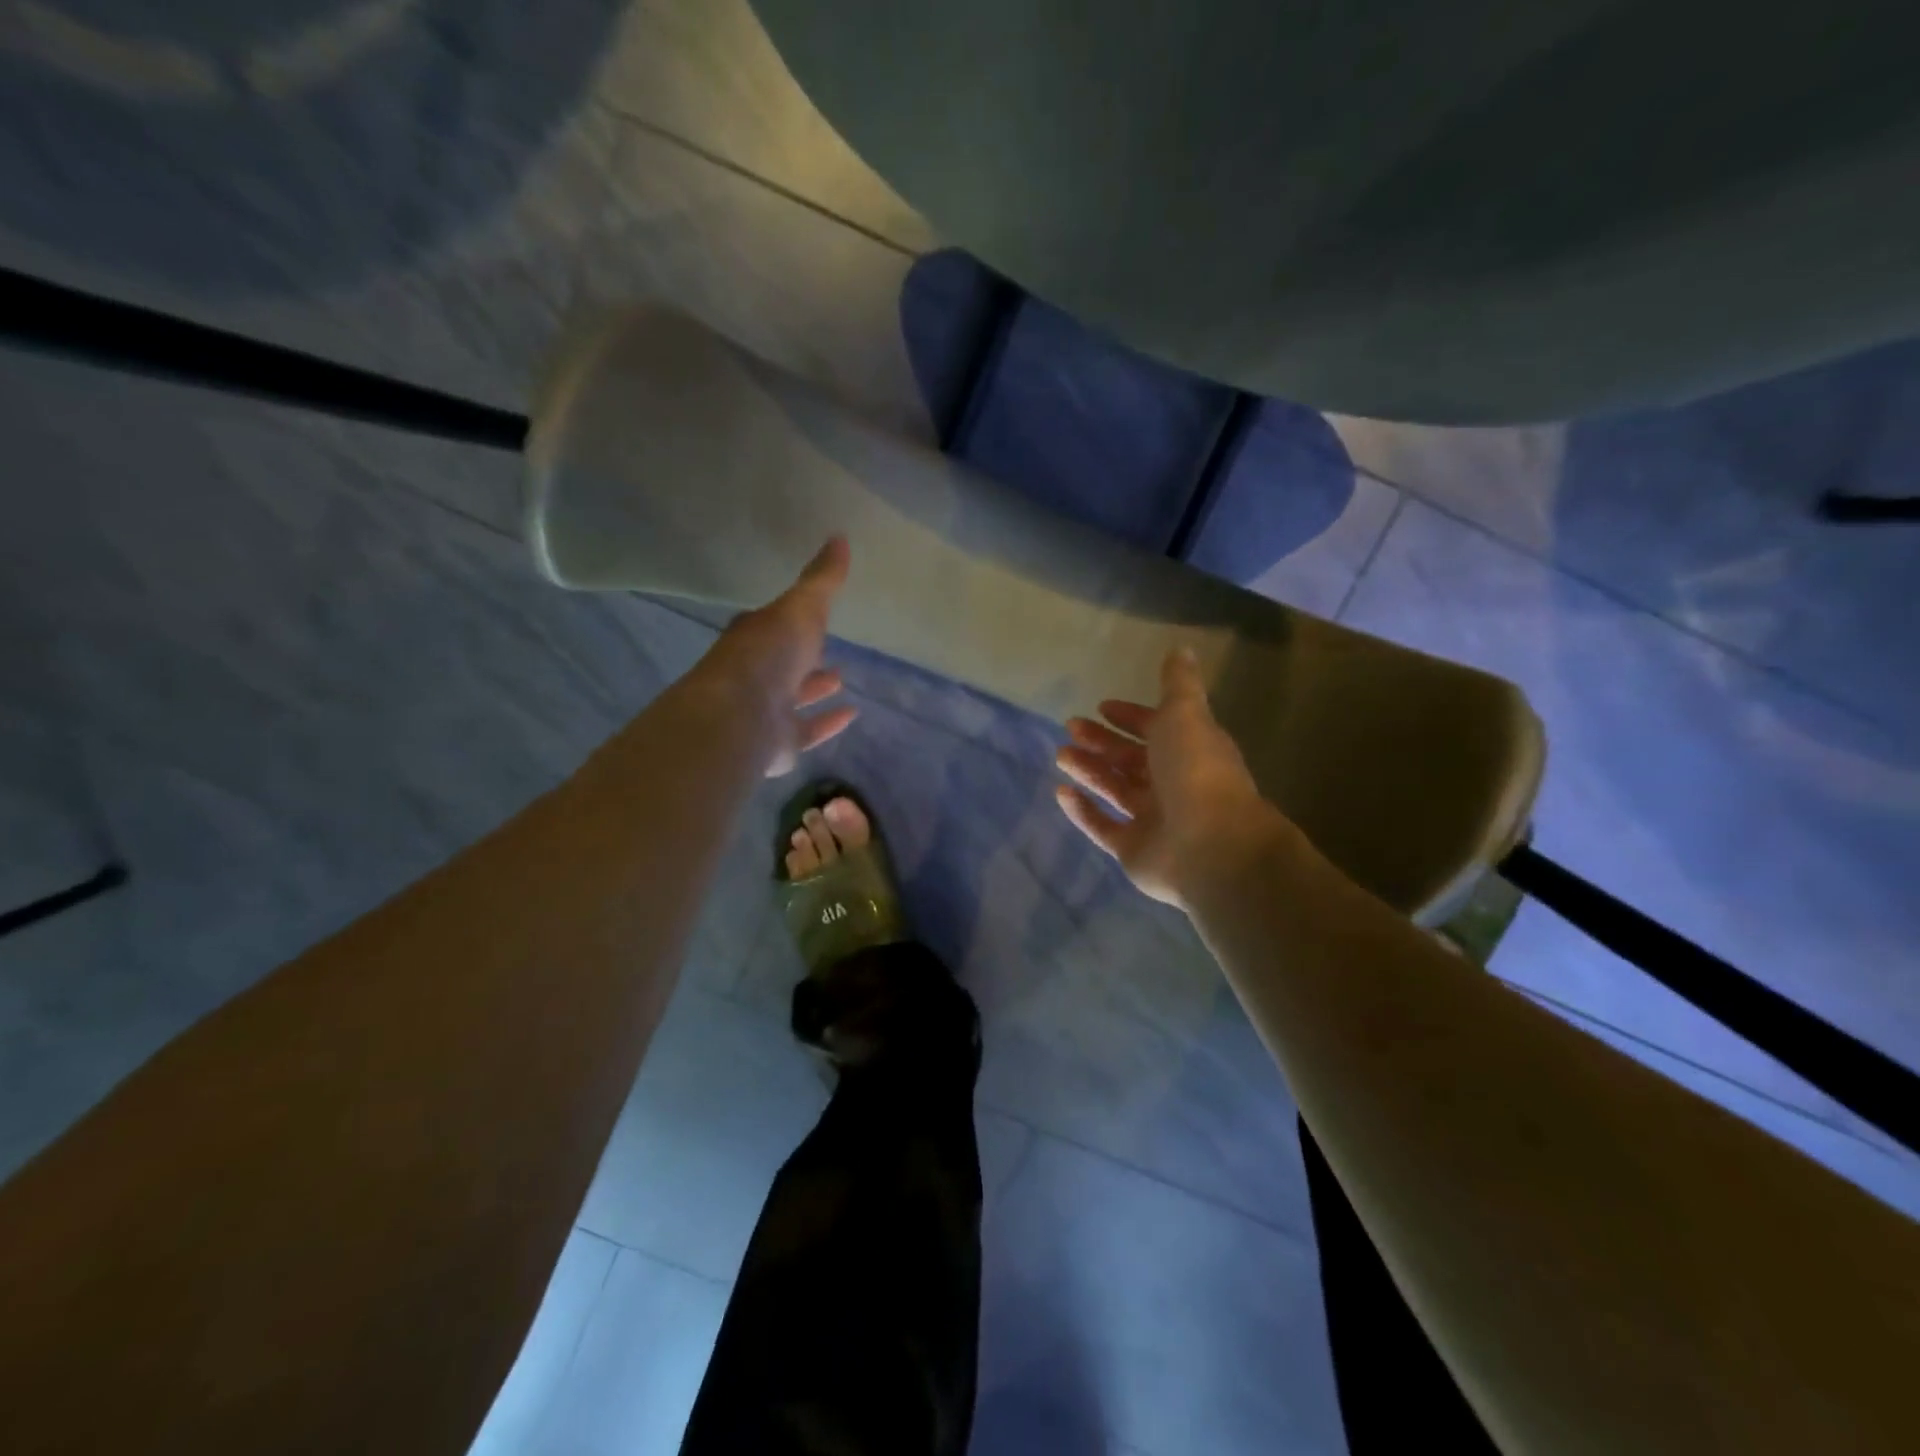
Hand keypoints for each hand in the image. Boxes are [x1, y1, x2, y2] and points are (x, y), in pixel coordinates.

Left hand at [690, 536, 857, 775]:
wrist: (742, 716)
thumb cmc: (769, 654)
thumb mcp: (801, 608)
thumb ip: (822, 580)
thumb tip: (840, 537)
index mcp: (754, 638)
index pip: (772, 625)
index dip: (789, 620)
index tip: (809, 616)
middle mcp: (755, 674)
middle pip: (781, 663)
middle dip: (803, 657)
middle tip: (827, 651)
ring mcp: (764, 711)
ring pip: (792, 698)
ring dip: (814, 689)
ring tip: (841, 679)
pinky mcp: (779, 743)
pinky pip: (808, 730)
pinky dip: (828, 722)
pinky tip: (852, 715)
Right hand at [1055, 646, 1296, 908]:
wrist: (1211, 846)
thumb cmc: (1196, 771)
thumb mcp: (1186, 714)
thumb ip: (1178, 684)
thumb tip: (1181, 649)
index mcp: (1191, 751)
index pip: (1158, 729)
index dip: (1131, 717)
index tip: (1102, 707)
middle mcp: (1174, 784)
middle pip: (1133, 759)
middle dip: (1102, 742)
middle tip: (1071, 727)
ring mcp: (1154, 820)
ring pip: (1116, 790)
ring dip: (1090, 770)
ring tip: (1061, 755)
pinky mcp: (1134, 850)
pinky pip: (1103, 827)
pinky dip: (1083, 811)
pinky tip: (1061, 793)